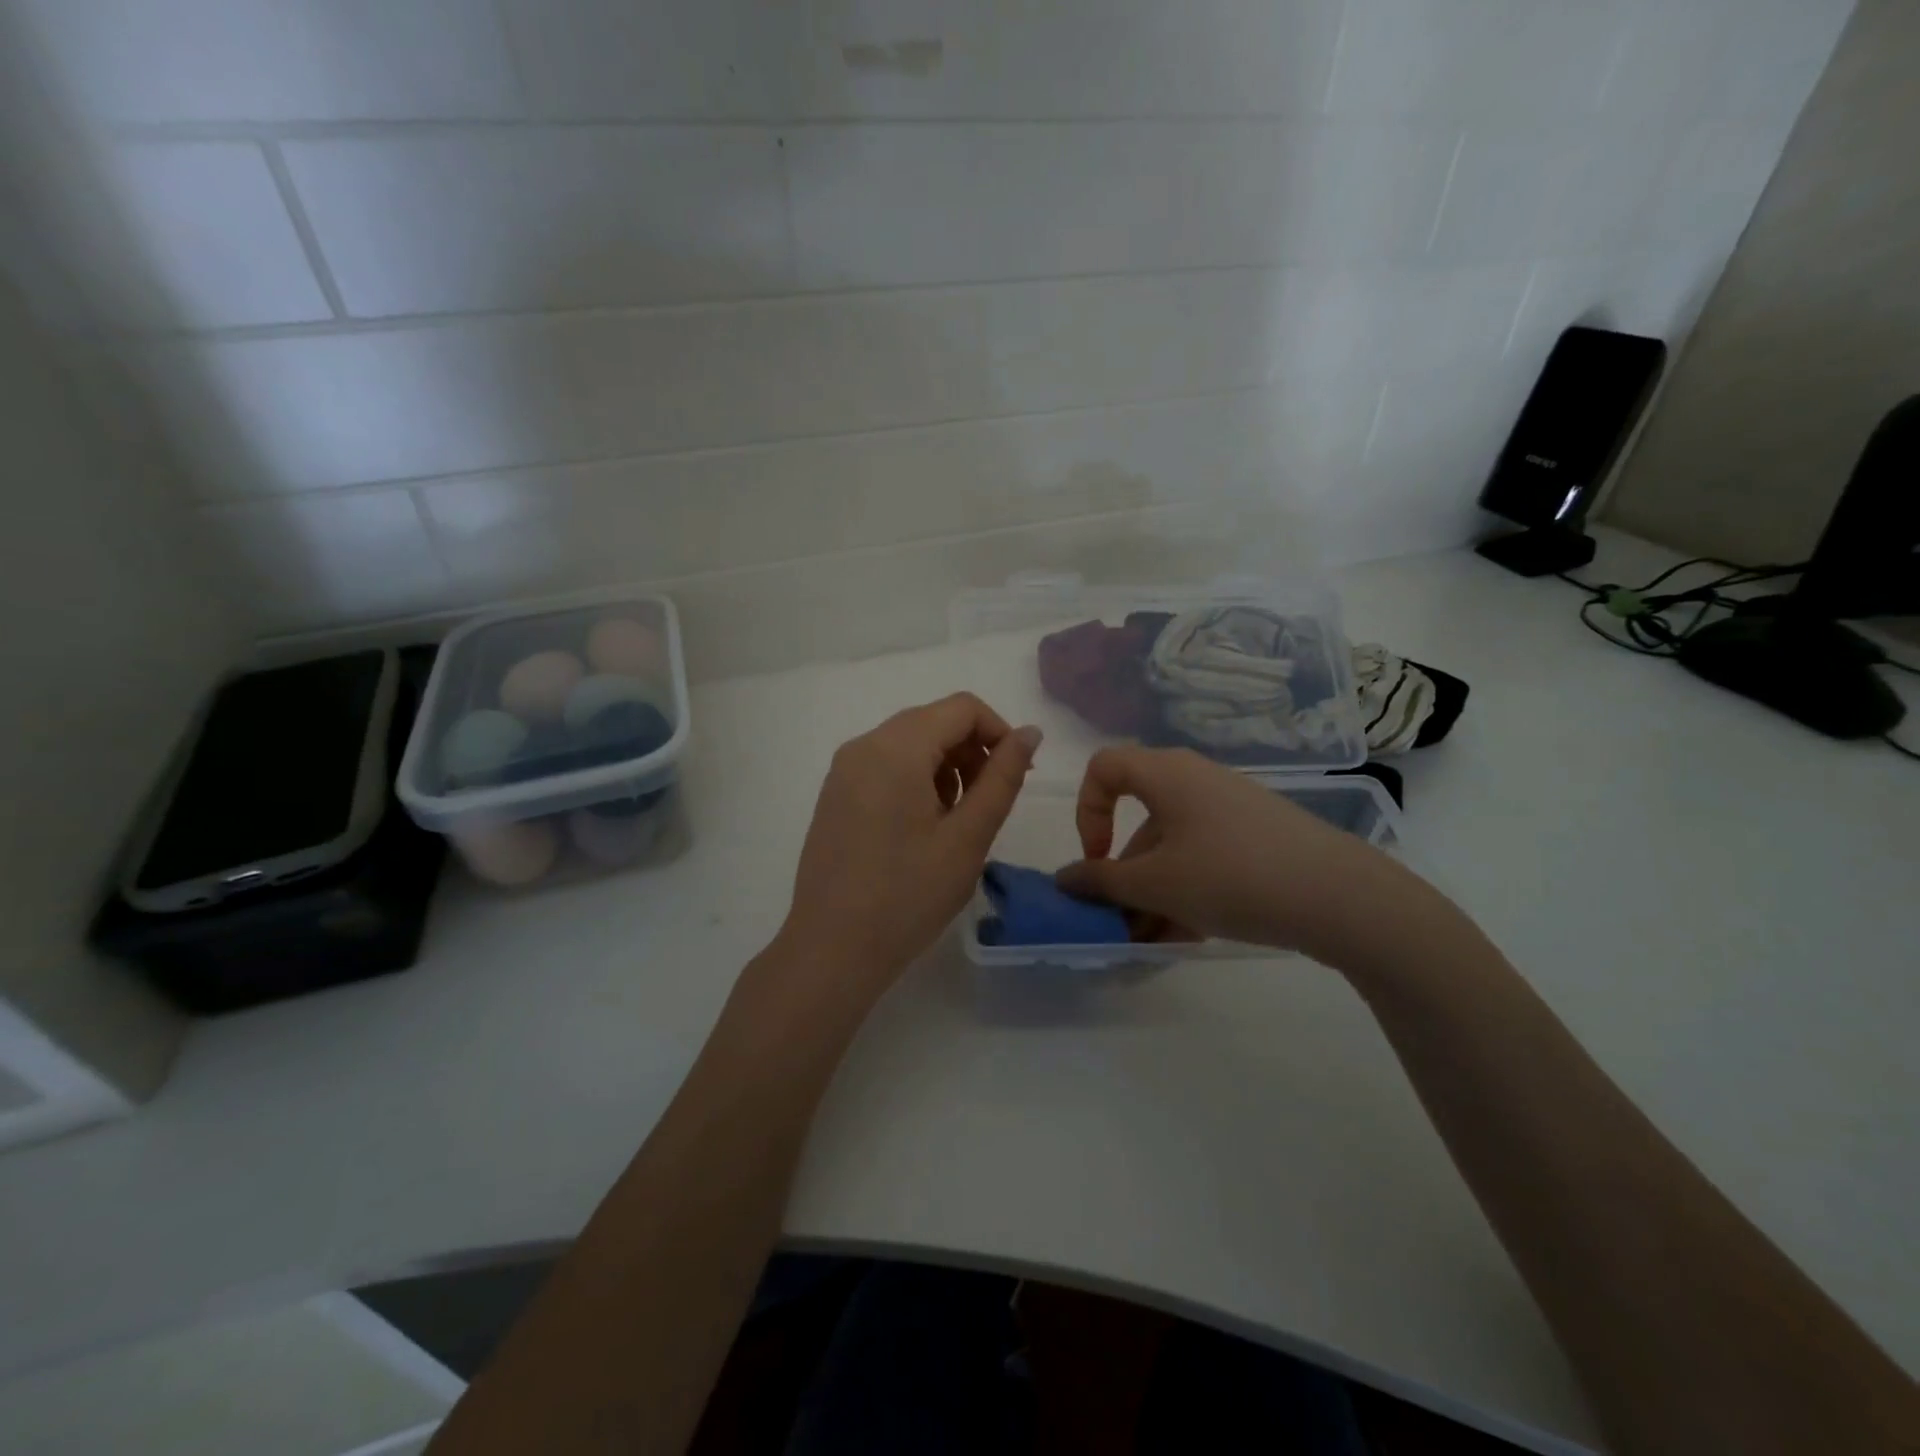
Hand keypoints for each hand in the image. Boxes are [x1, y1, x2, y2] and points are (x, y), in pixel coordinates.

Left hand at [778, 694, 1040, 1000]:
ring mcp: (843, 770)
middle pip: (933, 721)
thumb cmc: (908, 896)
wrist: (832, 950)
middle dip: (972, 751)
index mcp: (895, 748)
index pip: (962, 707)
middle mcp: (863, 745)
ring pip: (909, 743)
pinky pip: (885, 765)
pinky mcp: (835, 794)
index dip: (999, 732)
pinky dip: (916, 779)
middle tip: (990, 804)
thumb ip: (1002, 778)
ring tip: (956, 822)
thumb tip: (1030, 733)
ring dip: (946, 767)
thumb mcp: (968, 837)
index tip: (1016, 776)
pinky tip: (923, 828)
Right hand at [1056, 747, 1426, 972]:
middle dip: (1124, 874)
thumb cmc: (1230, 875)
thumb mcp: (1156, 884)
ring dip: (1154, 892)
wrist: (1340, 896)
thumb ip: (1101, 882)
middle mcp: (1195, 781)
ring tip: (1154, 942)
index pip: (1103, 768)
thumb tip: (1064, 879)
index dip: (1086, 810)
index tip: (1097, 859)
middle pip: (1140, 820)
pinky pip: (1206, 857)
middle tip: (1121, 920)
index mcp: (1165, 774)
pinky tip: (1190, 934)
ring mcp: (1231, 809)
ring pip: (1174, 847)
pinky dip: (1188, 890)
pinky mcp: (1259, 836)